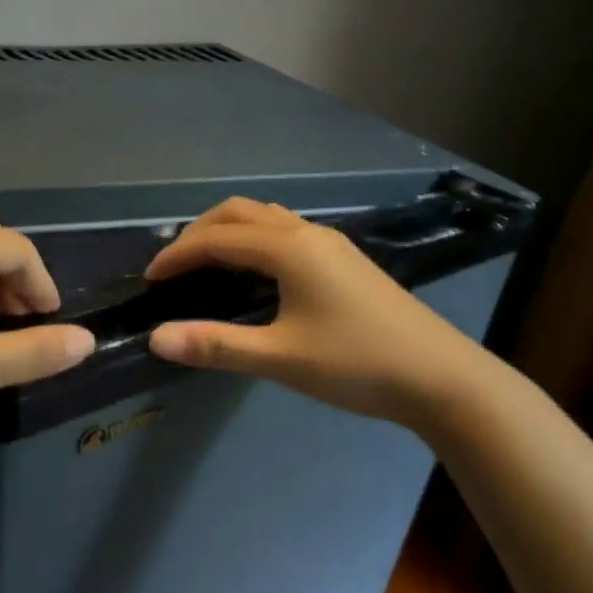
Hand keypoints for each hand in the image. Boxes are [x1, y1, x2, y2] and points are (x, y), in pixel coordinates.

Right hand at [144, 198, 483, 426]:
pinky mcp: (344, 260)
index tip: (149, 280)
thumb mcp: (281, 358)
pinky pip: (284, 230)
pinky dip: (253, 239)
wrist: (443, 379)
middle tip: (173, 268)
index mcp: (289, 249)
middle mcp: (308, 233)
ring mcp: (331, 244)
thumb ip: (215, 345)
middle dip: (199, 233)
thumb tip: (156, 338)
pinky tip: (253, 273)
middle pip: (239, 212)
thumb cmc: (358, 365)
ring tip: (206, 265)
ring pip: (265, 217)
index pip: (216, 239)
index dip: (177, 256)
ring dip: (228, 231)